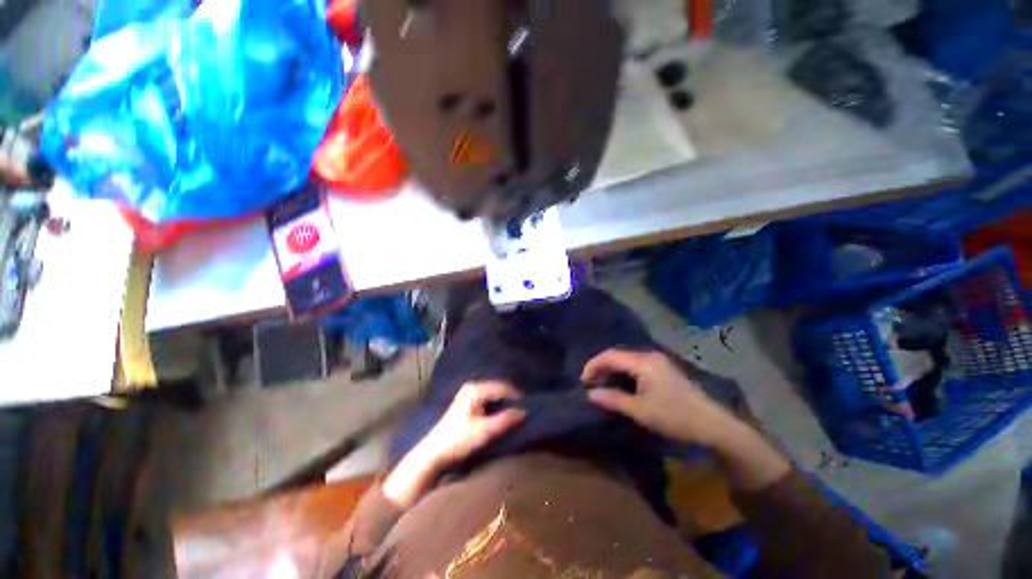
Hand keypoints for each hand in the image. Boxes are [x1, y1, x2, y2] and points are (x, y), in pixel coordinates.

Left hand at [420, 381, 526, 466]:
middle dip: (510, 396)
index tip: (529, 404)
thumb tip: (524, 411)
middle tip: (524, 406)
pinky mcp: (466, 400)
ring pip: (492, 392)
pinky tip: (501, 410)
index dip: (516, 395)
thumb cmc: (458, 440)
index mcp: (475, 389)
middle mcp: (471, 386)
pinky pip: (487, 396)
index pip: (502, 387)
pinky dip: (496, 402)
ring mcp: (467, 392)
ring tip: (515, 409)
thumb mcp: (484, 431)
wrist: (434, 451)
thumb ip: (505, 420)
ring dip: (503, 399)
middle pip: (497, 387)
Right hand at [581, 349, 737, 447]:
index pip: (610, 356)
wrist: (713, 425)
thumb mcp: (640, 410)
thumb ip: (613, 399)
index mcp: (643, 362)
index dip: (593, 365)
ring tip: (603, 385)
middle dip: (602, 367)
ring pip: (627, 361)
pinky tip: (622, 385)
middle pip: (618, 355)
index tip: (583, 380)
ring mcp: (659, 362)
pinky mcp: (664, 370)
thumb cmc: (674, 416)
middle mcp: (650, 356)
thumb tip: (590, 394)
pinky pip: (637, 366)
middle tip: (591, 384)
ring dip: (613, 371)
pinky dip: (624, 374)